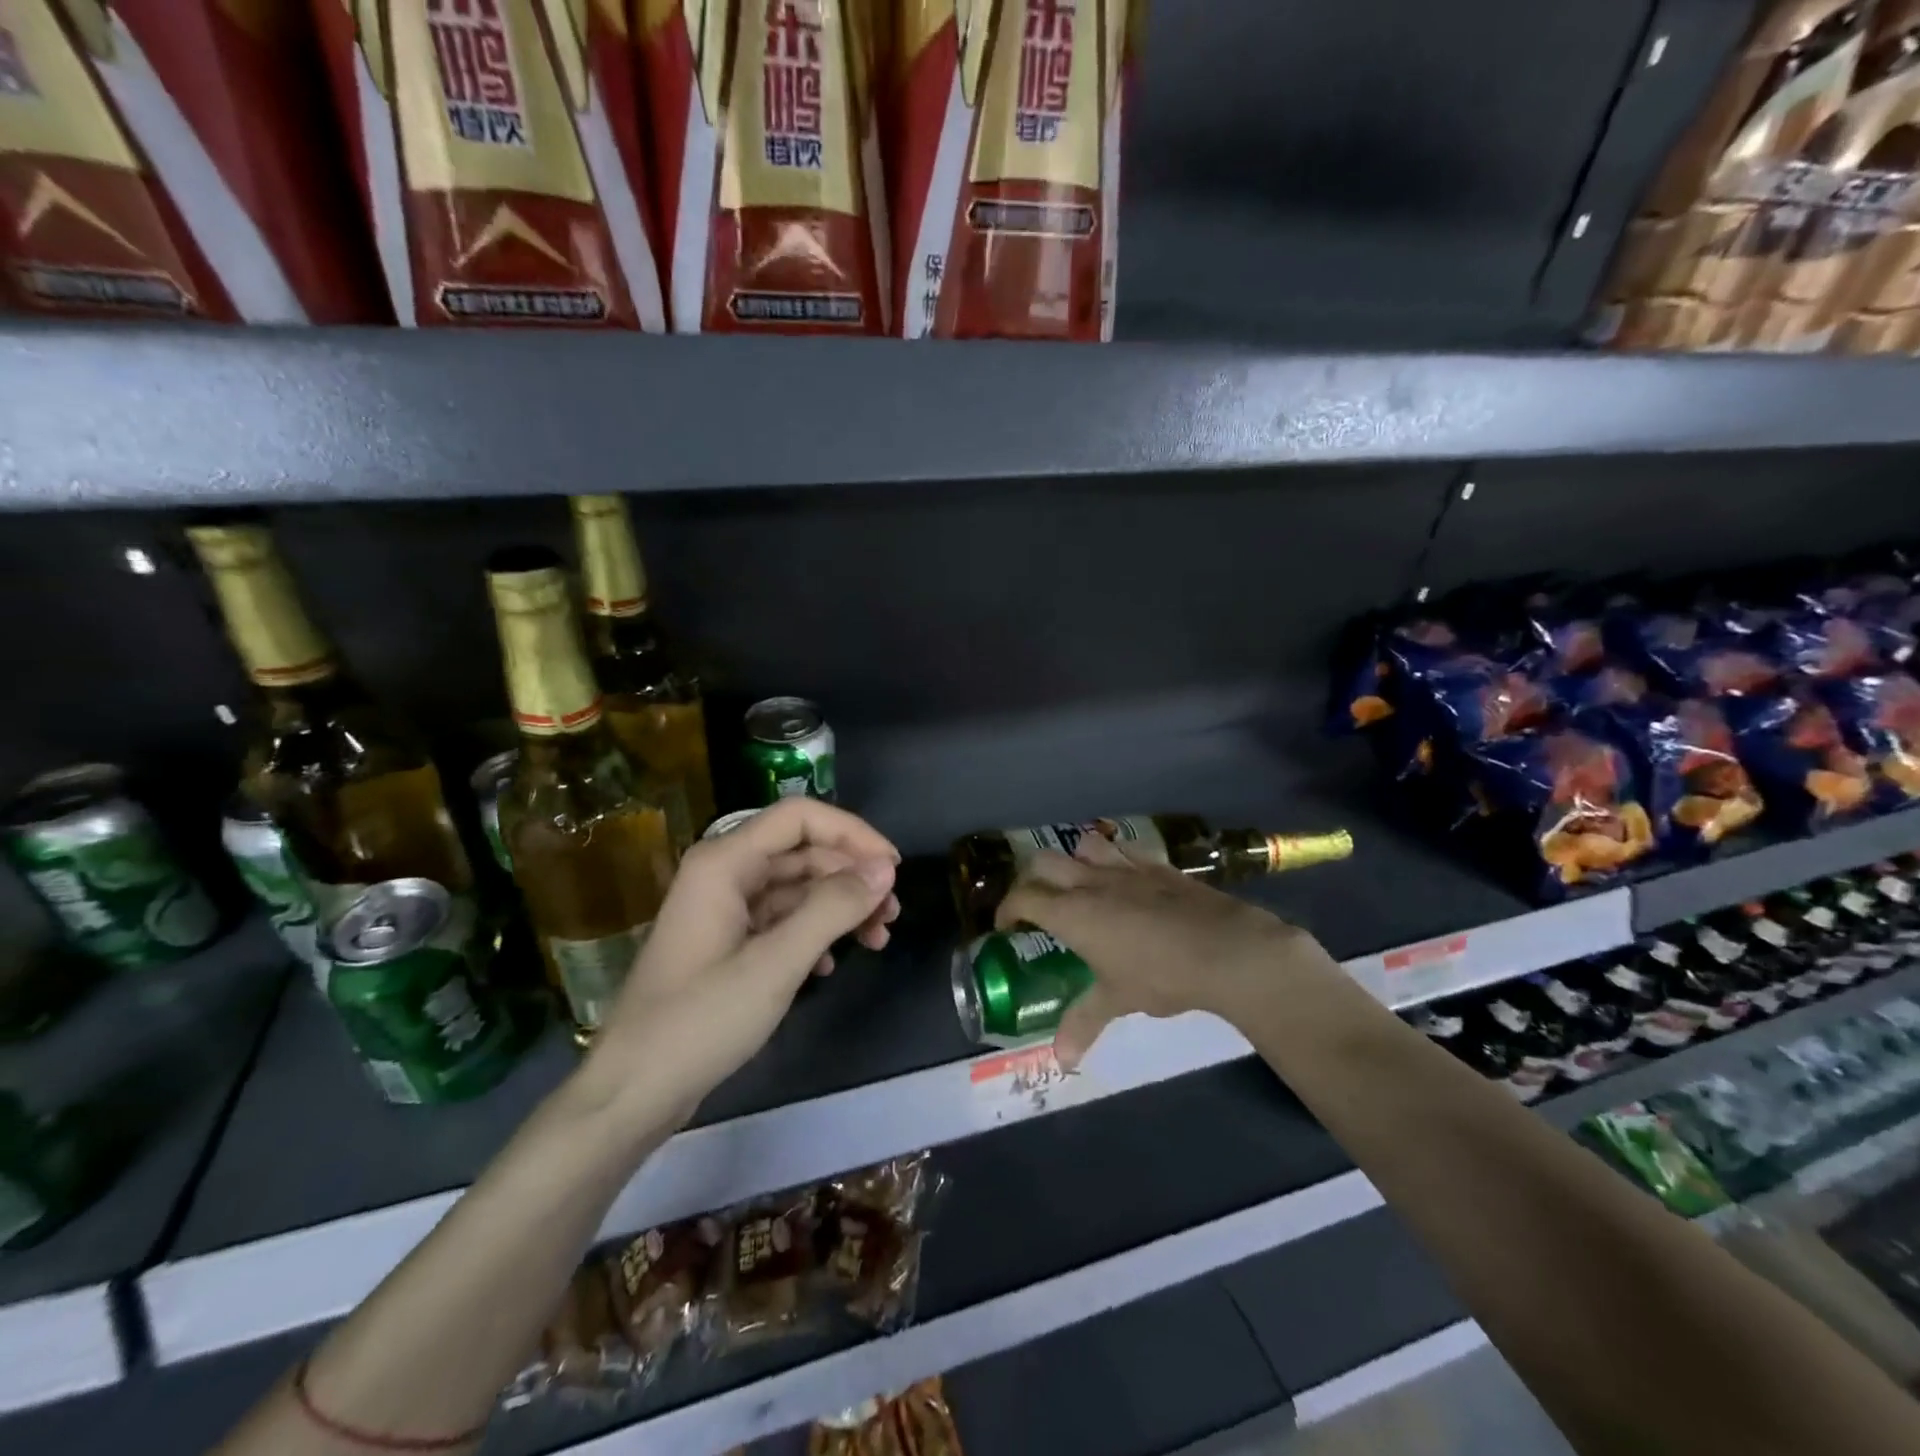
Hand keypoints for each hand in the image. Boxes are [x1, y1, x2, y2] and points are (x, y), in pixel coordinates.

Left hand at [580, 799, 899, 1125]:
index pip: (801, 817)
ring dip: (838, 908)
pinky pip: (781, 919)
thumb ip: (834, 908)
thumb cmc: (701, 1020)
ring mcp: (724, 909)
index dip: (853, 834)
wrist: (633, 1091)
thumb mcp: (777, 963)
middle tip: (891, 916)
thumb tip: (885, 869)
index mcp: (725, 862)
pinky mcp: (727, 942)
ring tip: (876, 940)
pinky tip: (829, 966)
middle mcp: (724, 873)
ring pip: (796, 888)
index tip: (892, 869)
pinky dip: (813, 933)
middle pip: (802, 852)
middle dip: (851, 877)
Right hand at [995, 833, 1338, 1069]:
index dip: (1008, 909)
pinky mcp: (1155, 864)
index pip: (1024, 897)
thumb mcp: (1117, 1000)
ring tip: (1079, 884)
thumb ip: (1083, 1023)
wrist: (1223, 948)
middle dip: (1032, 878)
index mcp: (1072, 912)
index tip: (1007, 926)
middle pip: (1043, 861)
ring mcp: (1124, 868)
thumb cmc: (1160, 975)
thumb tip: (1061, 1061)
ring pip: (1083, 845)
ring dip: (1073, 860)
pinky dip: (1112, 857)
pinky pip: (1123, 848)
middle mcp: (1091, 882)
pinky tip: (1122, 877)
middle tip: (1037, 903)